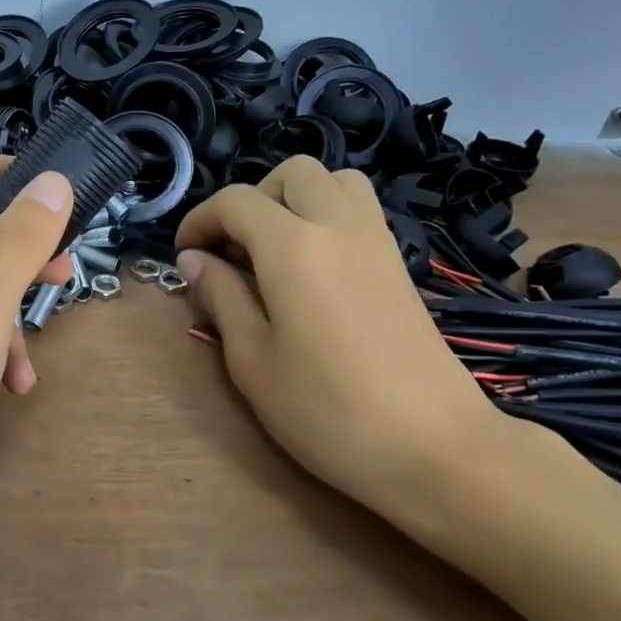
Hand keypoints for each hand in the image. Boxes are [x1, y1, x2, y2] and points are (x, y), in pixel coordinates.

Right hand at [173, 156, 519, 543]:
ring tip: (275, 250)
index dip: (200, 220)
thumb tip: (194, 260)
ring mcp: (378, 241)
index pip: (236, 202)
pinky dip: (328, 216)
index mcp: (293, 246)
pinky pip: (359, 210)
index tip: (185, 257)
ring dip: (295, 199)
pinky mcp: (400, 264)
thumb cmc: (328, 410)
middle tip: (233, 251)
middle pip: (292, 173)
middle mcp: (338, 225)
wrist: (436, 447)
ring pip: (335, 181)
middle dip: (251, 199)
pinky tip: (314, 269)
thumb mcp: (252, 361)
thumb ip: (221, 298)